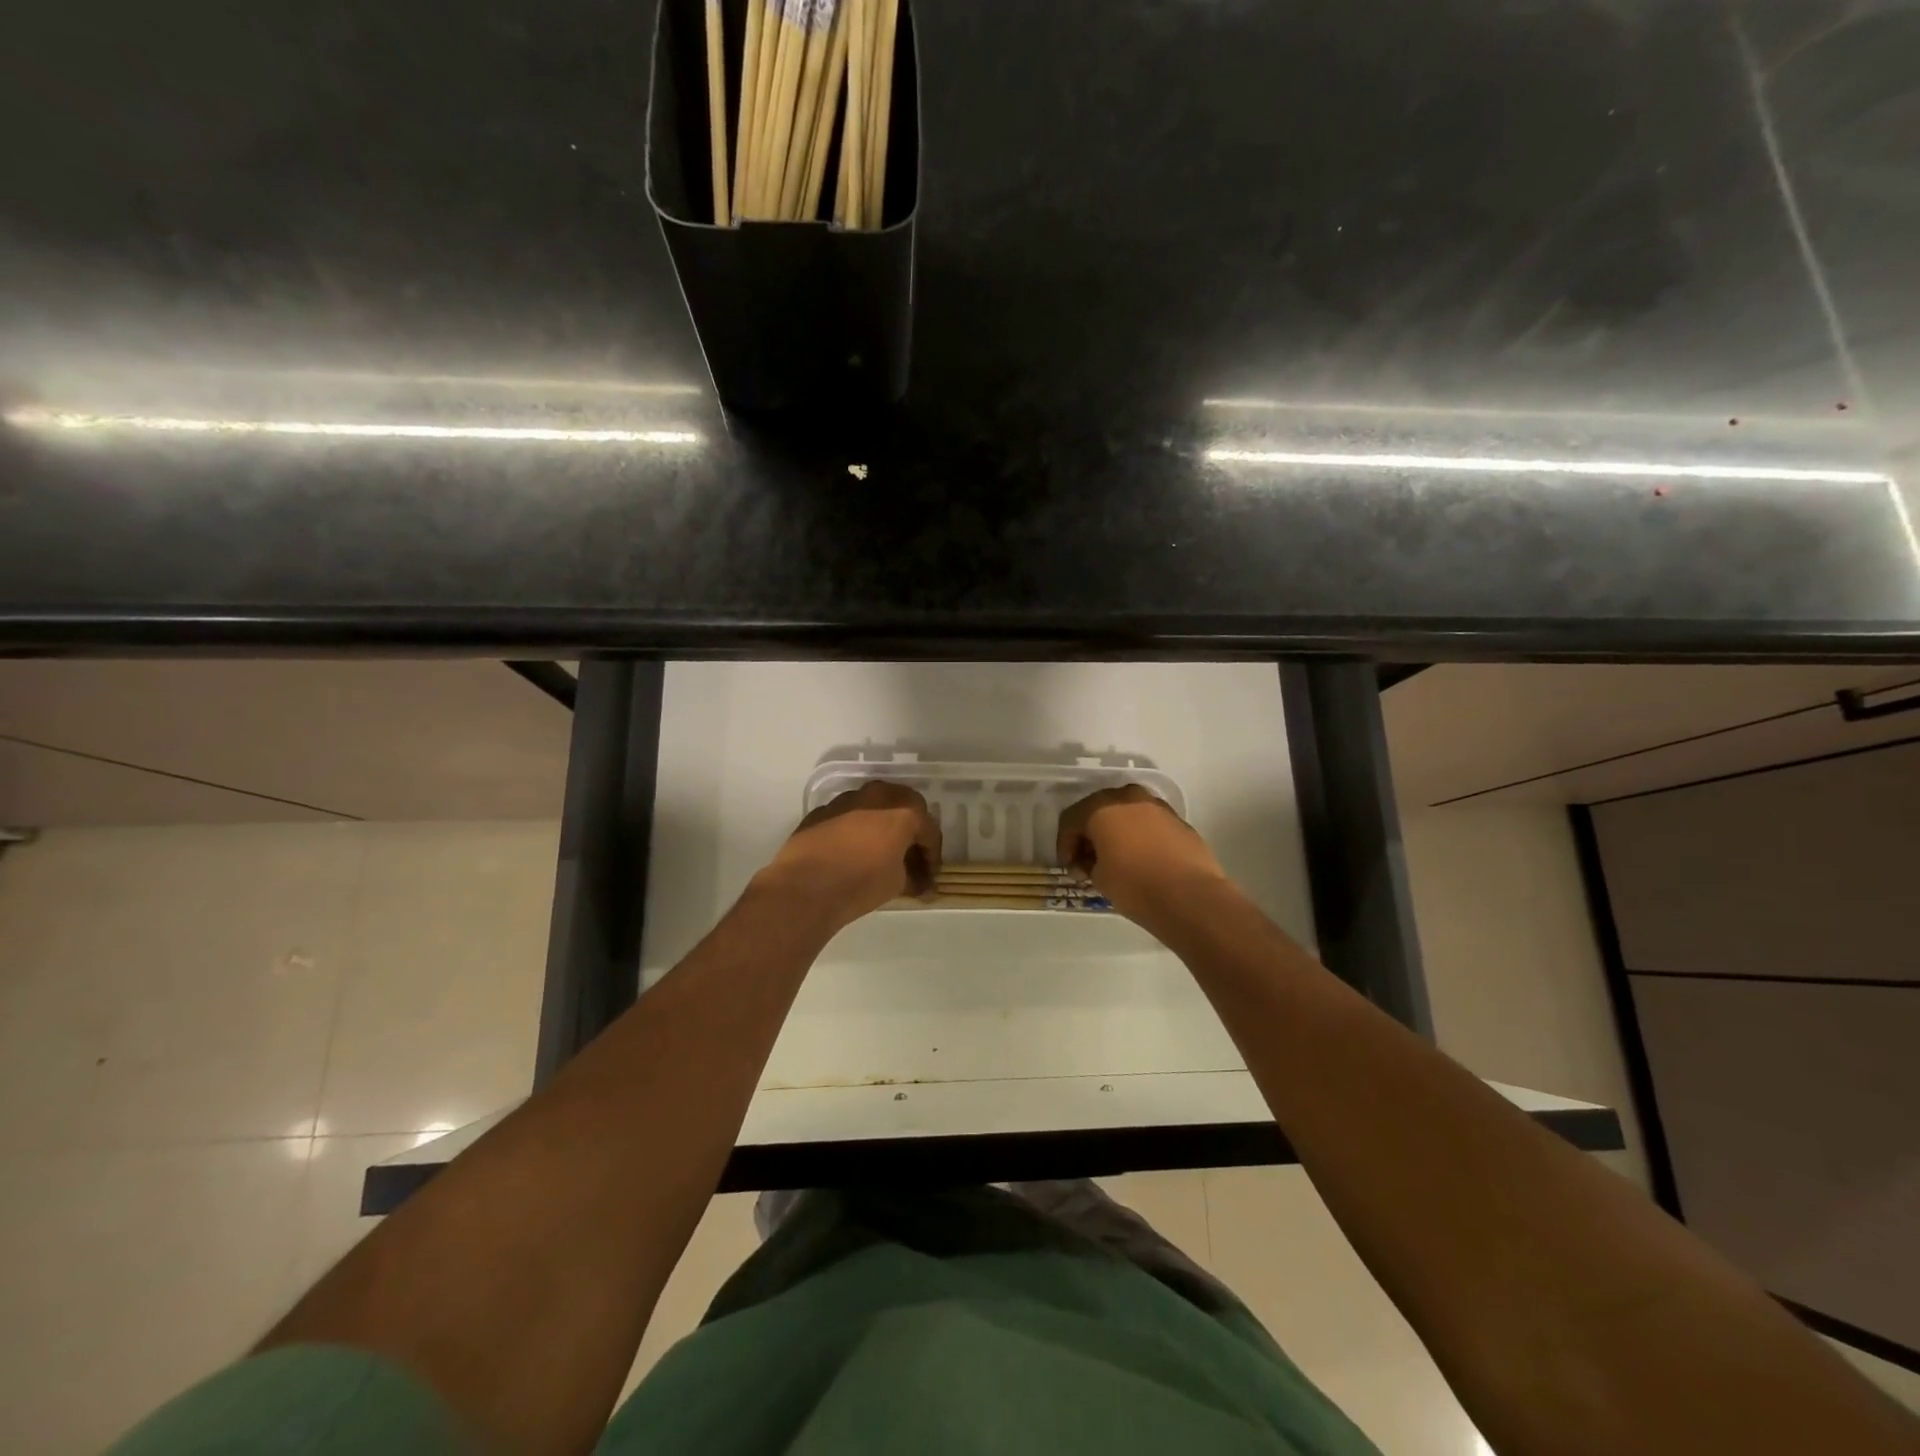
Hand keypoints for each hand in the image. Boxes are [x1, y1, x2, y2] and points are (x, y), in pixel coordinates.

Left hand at [758, 781, 941, 929]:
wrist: (805, 886)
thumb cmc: (861, 882)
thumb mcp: (897, 883)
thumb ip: (912, 875)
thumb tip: (918, 883)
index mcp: (903, 809)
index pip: (929, 831)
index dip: (932, 857)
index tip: (929, 878)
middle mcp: (877, 795)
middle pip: (903, 809)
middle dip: (910, 834)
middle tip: (910, 859)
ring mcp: (846, 799)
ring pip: (874, 808)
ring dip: (882, 828)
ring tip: (880, 855)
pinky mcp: (821, 811)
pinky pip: (849, 817)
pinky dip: (857, 831)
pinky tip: (852, 853)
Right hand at [1056, 785, 1229, 921]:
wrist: (1191, 897)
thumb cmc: (1135, 886)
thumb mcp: (1099, 878)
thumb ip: (1088, 863)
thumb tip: (1091, 861)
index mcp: (1102, 808)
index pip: (1071, 819)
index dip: (1064, 844)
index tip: (1069, 867)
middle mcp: (1128, 798)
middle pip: (1099, 810)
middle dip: (1090, 834)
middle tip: (1088, 860)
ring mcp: (1157, 806)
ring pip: (1126, 813)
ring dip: (1116, 831)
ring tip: (1116, 859)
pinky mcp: (1179, 821)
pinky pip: (1149, 823)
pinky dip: (1139, 836)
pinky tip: (1142, 860)